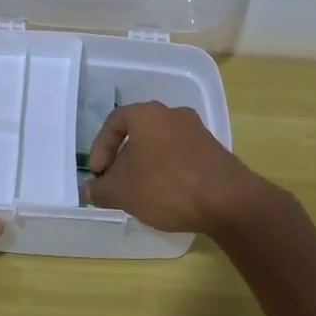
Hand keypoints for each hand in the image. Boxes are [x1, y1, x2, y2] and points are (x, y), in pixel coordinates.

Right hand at [81, 101, 270, 239]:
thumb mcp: (123, 192)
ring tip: (141, 193)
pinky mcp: (214, 150)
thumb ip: (101, 189)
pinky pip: (180, 156)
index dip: (100, 148)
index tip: (98, 175)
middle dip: (123, 159)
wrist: (228, 200)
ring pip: (160, 145)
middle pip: (138, 133)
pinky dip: (168, 171)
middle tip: (116, 184)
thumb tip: (88, 189)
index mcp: (148, 114)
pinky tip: (167, 196)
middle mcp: (173, 114)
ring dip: (146, 166)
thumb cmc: (166, 186)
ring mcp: (197, 131)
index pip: (114, 122)